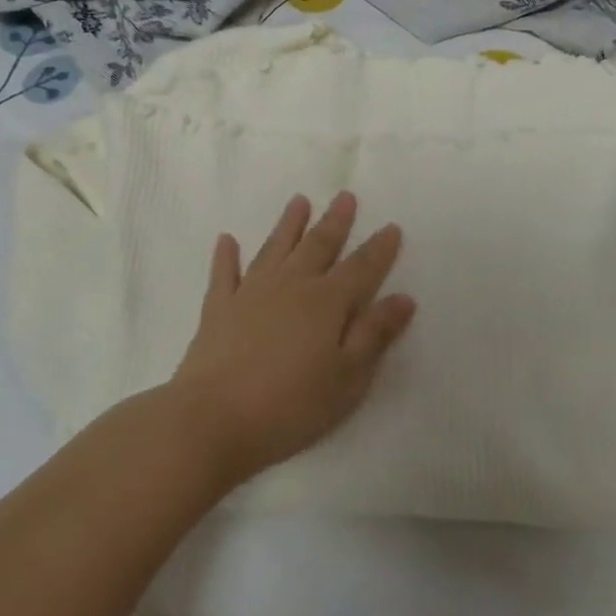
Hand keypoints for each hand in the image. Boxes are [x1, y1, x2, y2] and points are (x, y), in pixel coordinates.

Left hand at [168, 192, 416, 487]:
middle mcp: (290, 286)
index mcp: (326, 302)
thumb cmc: (291, 405)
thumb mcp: (347, 378)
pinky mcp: (218, 309)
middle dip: (335, 221)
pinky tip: (227, 240)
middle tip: (345, 196)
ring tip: (299, 201)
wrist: (212, 419)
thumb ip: (374, 334)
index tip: (391, 226)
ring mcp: (250, 293)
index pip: (361, 267)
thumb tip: (403, 298)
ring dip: (288, 224)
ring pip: (275, 248)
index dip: (379, 248)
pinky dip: (226, 256)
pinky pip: (224, 273)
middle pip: (318, 246)